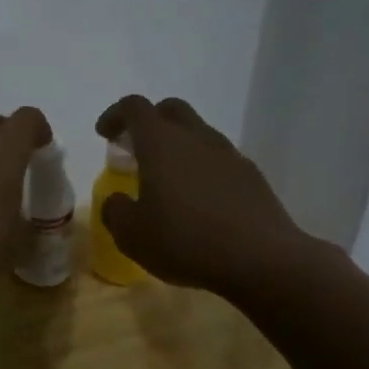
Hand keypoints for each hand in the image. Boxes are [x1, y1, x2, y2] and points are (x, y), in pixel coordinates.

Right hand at [94, 94, 319, 301]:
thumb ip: (115, 211)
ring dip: (178, 145)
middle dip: (149, 122)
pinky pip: (220, 159)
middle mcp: (195, 138)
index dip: (115, 115)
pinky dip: (202, 167)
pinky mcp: (253, 176)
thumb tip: (117, 201)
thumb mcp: (132, 235)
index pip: (134, 107)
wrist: (263, 261)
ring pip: (198, 133)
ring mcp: (229, 154)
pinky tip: (199, 200)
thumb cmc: (186, 241)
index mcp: (160, 143)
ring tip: (167, 179)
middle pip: (170, 109)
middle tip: (135, 149)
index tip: (104, 135)